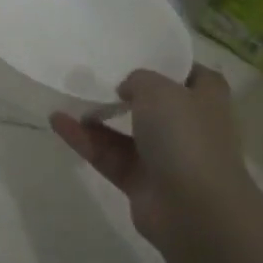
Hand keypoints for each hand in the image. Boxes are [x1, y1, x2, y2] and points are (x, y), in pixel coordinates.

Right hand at [50, 67, 250, 250]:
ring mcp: (163, 157)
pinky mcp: (139, 182)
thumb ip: (138, 79)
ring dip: (96, 116)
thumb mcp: (159, 90)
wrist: (195, 210)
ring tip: (66, 95)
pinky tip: (57, 121)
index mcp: (205, 100)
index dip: (168, 63)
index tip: (137, 52)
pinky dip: (84, 140)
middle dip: (125, 91)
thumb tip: (128, 89)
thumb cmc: (185, 137)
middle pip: (153, 104)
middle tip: (94, 73)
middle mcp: (187, 127)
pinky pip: (107, 155)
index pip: (190, 74)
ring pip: (124, 132)